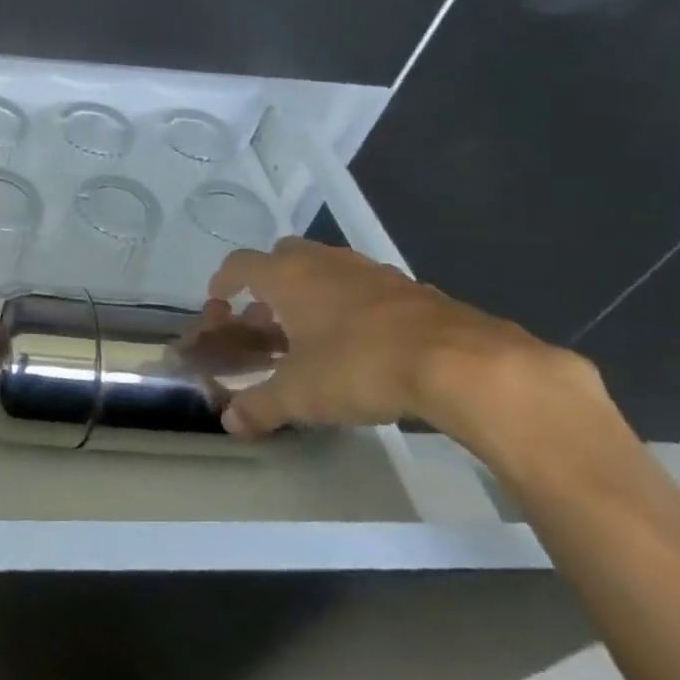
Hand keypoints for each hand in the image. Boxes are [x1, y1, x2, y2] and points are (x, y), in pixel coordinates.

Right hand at [186, 238, 604, 454]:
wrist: (460, 363)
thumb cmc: (359, 366)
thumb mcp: (300, 395)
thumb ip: (260, 406)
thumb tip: (229, 422)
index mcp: (288, 276)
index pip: (240, 265)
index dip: (223, 283)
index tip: (219, 305)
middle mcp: (324, 262)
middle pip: (282, 257)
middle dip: (268, 284)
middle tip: (266, 321)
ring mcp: (370, 271)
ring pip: (326, 270)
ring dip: (310, 294)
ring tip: (311, 335)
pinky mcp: (410, 288)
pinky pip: (363, 287)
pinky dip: (350, 305)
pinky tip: (360, 343)